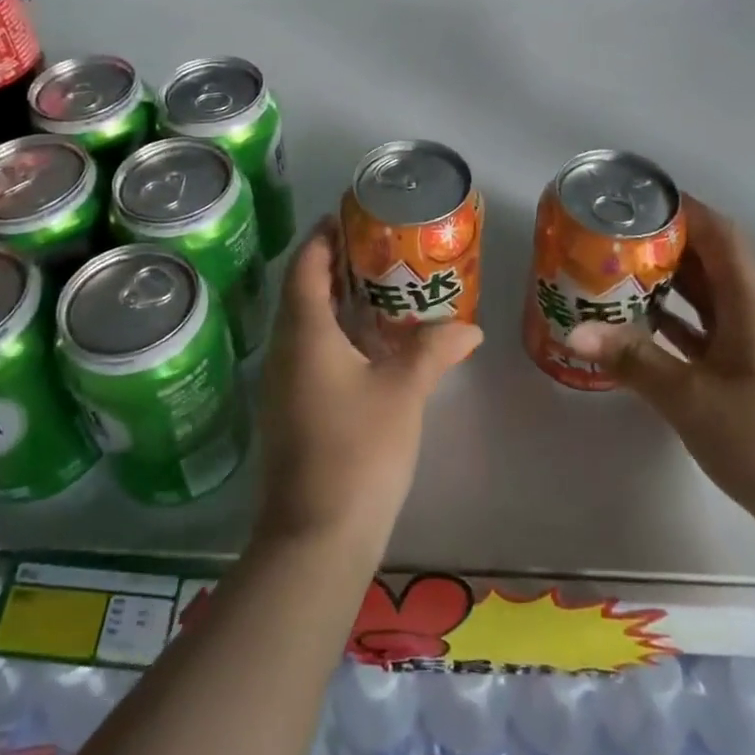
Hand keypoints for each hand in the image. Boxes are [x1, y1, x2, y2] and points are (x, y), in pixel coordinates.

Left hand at [254, 218, 481, 554]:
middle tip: (376, 248)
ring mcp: (284, 382)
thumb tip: (471, 327)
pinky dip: (335, 334)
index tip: (348, 216)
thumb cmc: (359, 451)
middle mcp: (285, 350)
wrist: (316, 538)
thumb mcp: (403, 392)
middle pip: (302, 291)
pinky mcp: (291, 409)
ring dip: (335, 301)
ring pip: (306, 324)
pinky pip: (310, 352)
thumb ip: (434, 350)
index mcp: (305, 333)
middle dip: (334, 265)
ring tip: (379, 288)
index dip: (323, 237)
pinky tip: (370, 345)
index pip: (305, 266)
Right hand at [566, 196, 754, 549]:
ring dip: (667, 282)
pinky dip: (674, 322)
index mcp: (752, 303)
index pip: (720, 234)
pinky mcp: (748, 375)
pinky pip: (705, 331)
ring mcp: (754, 345)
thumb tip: (576, 331)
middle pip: (710, 260)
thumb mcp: (692, 397)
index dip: (683, 209)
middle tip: (610, 237)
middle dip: (663, 243)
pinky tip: (638, 328)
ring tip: (615, 273)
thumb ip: (634, 360)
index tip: (636, 200)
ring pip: (707, 297)